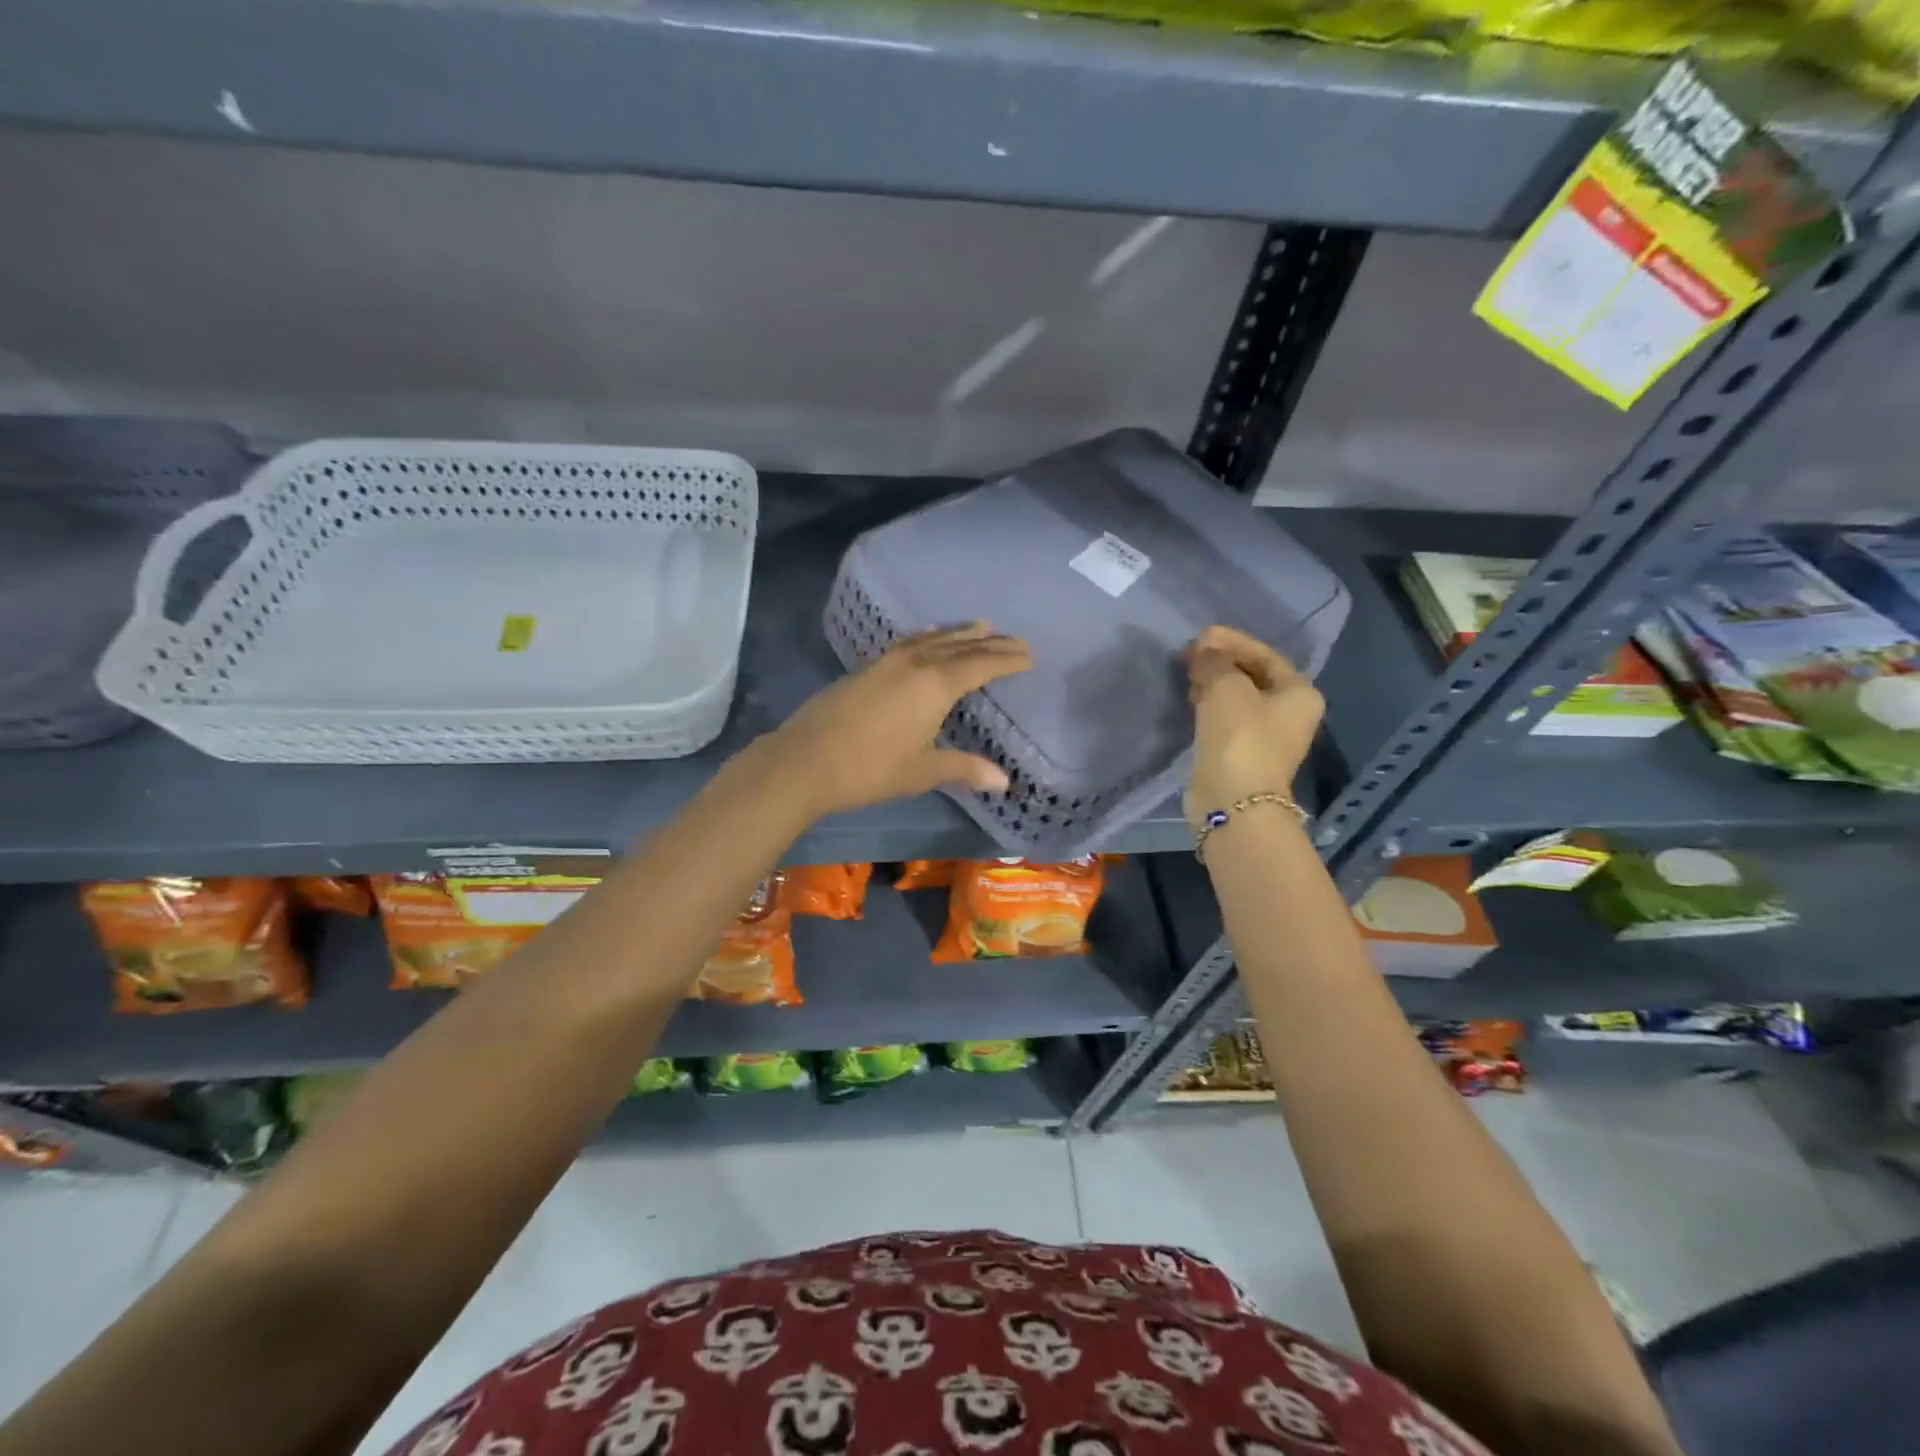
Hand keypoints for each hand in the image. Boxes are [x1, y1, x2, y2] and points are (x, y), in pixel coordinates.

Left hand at [761, 622, 1032, 818]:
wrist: (805, 760)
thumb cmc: (870, 769)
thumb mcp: (922, 771)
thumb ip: (963, 769)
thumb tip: (1005, 781)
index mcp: (935, 685)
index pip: (980, 665)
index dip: (1006, 660)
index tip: (1029, 656)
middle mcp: (915, 664)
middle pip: (960, 646)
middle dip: (990, 643)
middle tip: (1015, 638)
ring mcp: (887, 662)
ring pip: (932, 640)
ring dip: (958, 633)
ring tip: (979, 625)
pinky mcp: (866, 669)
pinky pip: (907, 643)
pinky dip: (926, 637)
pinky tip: (927, 637)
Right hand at [1183, 625, 1322, 823]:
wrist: (1232, 800)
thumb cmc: (1240, 736)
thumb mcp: (1226, 687)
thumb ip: (1214, 661)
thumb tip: (1204, 651)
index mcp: (1299, 693)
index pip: (1265, 655)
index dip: (1232, 641)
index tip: (1200, 635)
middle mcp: (1290, 713)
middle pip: (1253, 676)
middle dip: (1222, 662)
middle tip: (1190, 654)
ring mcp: (1266, 737)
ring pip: (1238, 698)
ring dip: (1214, 683)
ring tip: (1186, 674)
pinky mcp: (1242, 754)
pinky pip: (1226, 719)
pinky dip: (1210, 705)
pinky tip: (1190, 700)